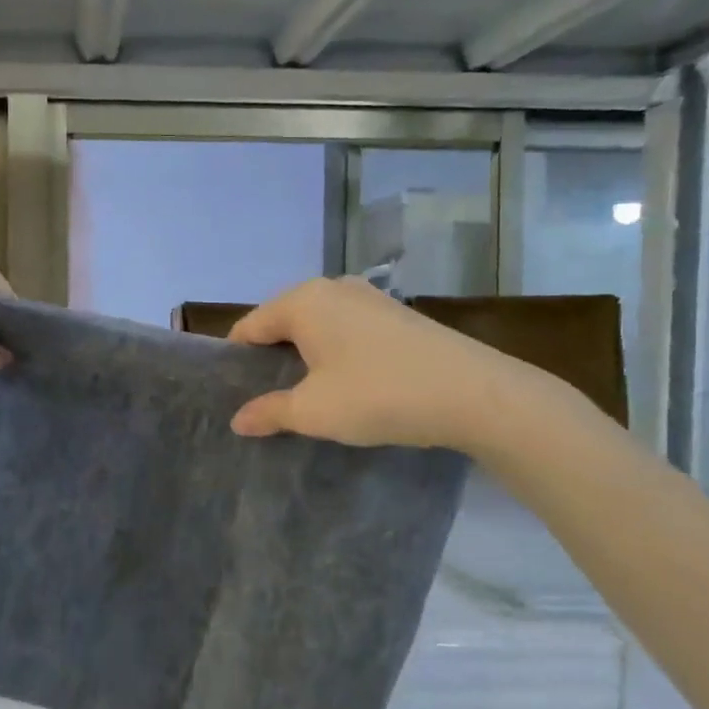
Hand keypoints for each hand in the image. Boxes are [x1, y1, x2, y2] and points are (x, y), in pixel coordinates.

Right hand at [227, 278, 539, 453]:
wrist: (475, 394)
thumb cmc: (377, 395)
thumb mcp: (313, 411)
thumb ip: (269, 412)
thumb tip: (237, 420)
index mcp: (303, 301)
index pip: (250, 327)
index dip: (236, 360)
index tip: (234, 393)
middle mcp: (333, 288)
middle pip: (282, 321)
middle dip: (270, 357)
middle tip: (267, 398)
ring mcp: (370, 297)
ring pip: (317, 324)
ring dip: (305, 355)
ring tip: (305, 394)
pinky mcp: (398, 314)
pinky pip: (347, 328)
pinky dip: (335, 351)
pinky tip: (346, 382)